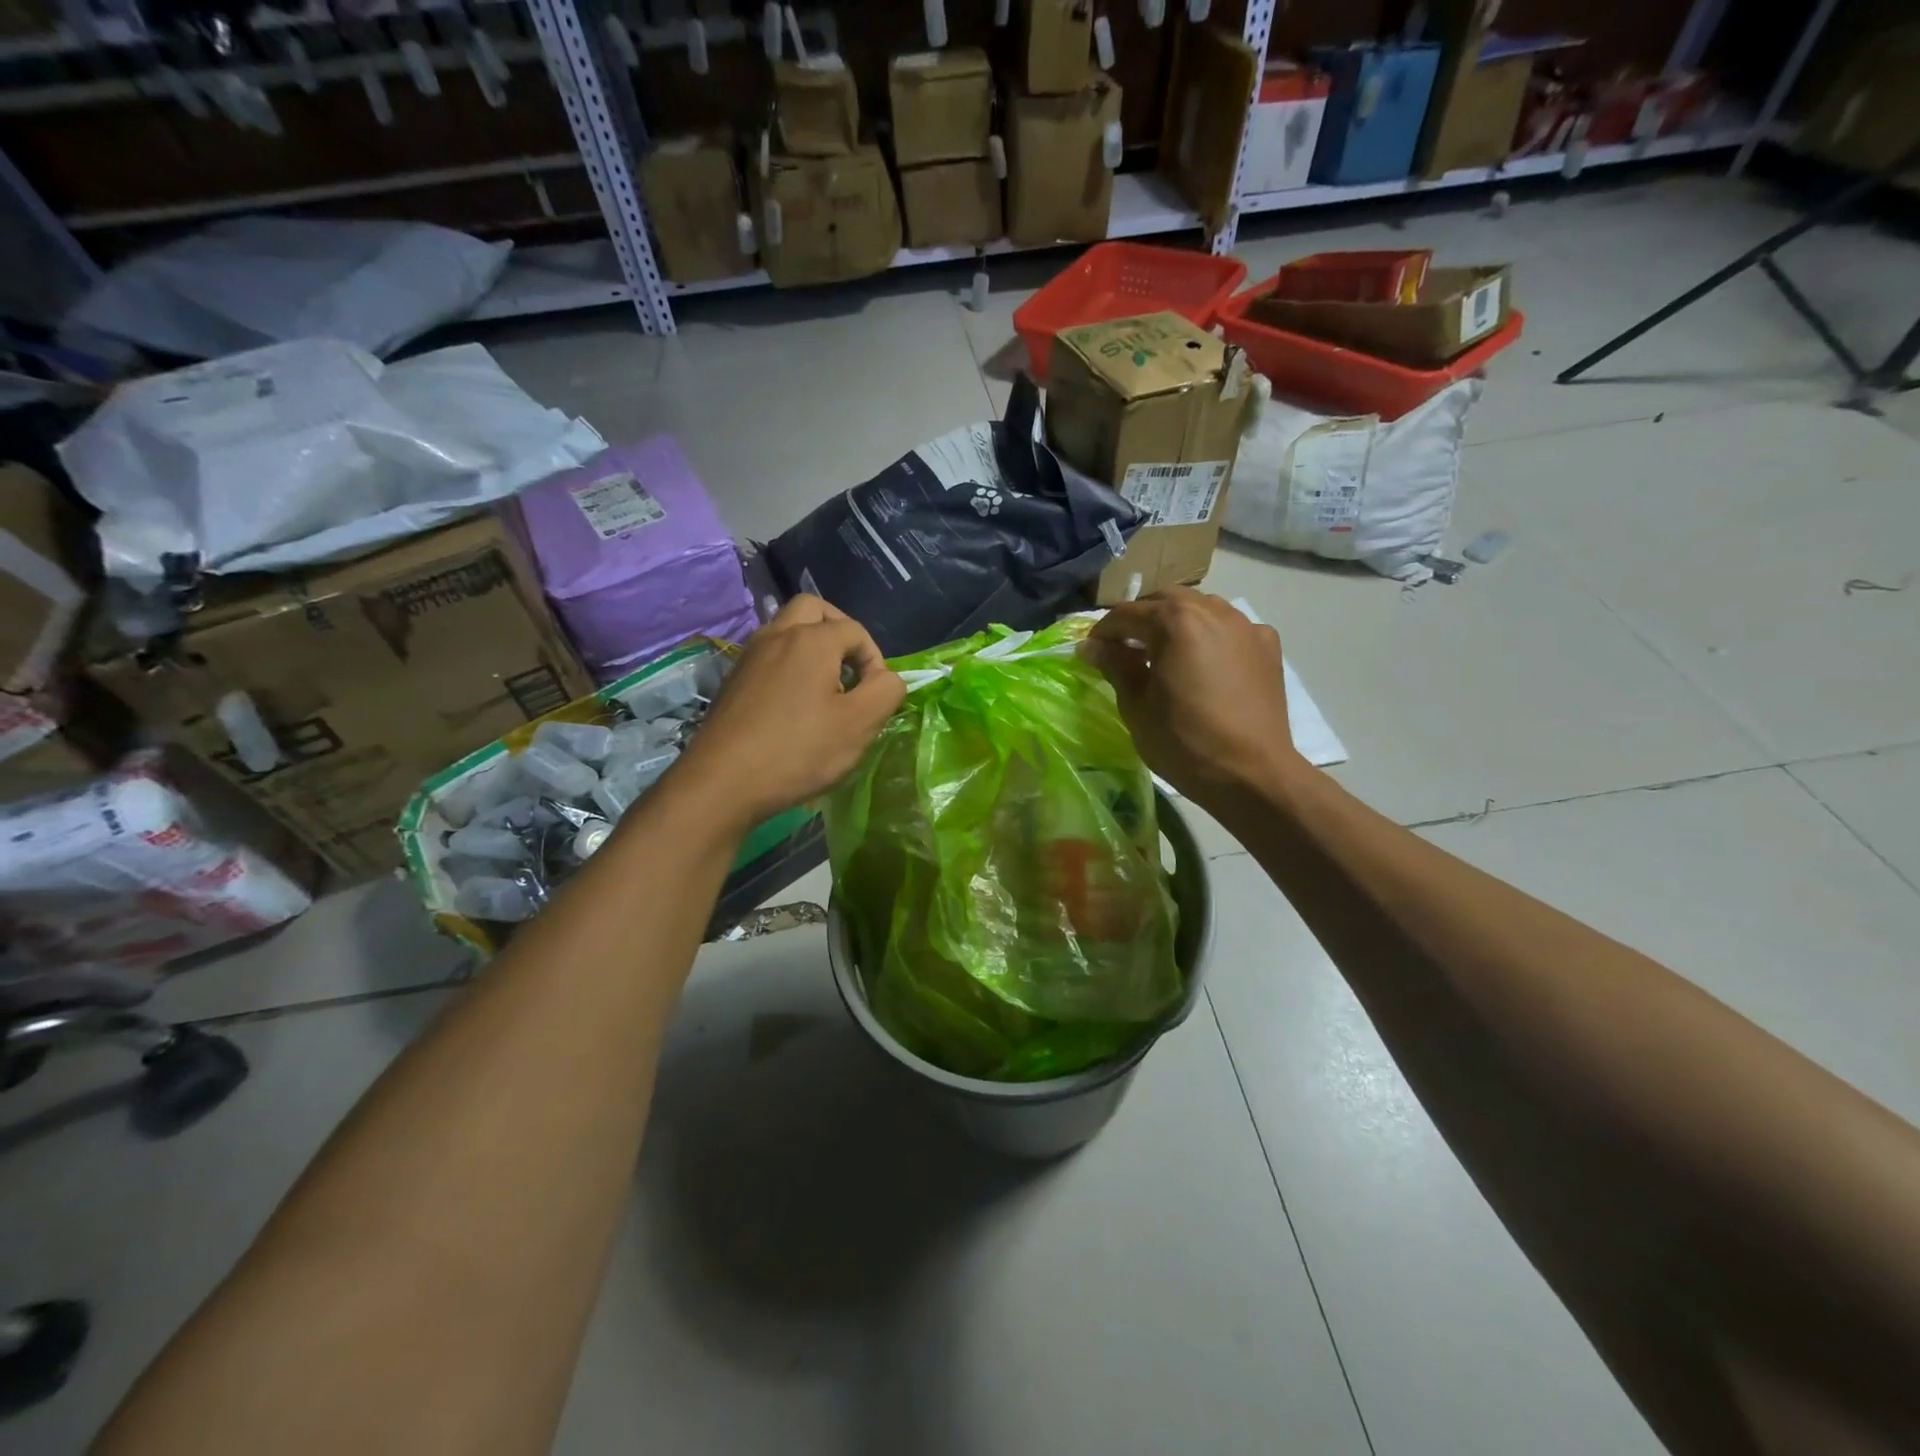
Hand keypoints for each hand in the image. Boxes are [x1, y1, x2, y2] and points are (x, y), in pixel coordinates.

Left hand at [674, 595, 905, 829]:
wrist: (722, 782)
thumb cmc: (798, 750)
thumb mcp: (859, 725)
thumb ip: (886, 691)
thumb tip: (887, 678)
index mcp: (812, 640)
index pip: (856, 630)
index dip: (875, 660)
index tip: (875, 697)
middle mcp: (777, 635)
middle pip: (813, 609)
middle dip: (839, 631)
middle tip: (850, 668)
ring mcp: (749, 656)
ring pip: (785, 629)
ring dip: (811, 646)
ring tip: (825, 688)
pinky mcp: (732, 681)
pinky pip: (768, 655)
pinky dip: (787, 665)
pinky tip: (793, 706)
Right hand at [1082, 588, 1301, 808]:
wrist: (1252, 774)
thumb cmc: (1184, 742)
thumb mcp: (1136, 706)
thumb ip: (1115, 666)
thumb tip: (1091, 646)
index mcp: (1174, 621)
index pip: (1126, 615)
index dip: (1103, 633)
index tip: (1091, 653)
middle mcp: (1212, 610)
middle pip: (1165, 601)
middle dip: (1141, 620)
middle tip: (1125, 650)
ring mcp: (1245, 625)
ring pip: (1201, 608)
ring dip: (1177, 622)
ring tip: (1165, 653)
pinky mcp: (1267, 646)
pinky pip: (1230, 629)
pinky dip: (1211, 637)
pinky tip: (1206, 664)